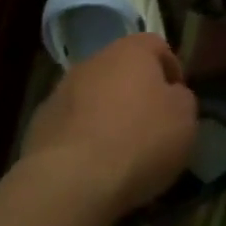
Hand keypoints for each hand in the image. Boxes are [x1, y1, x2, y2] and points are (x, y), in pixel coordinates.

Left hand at [20, 34, 198, 218]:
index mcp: (131, 51)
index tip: (178, 101)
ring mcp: (62, 90)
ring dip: (107, 113)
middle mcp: (94, 61)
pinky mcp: (40, 122)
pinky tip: (93, 165)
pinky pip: (72, 123)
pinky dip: (84, 136)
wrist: (72, 179)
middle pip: (121, 69)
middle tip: (150, 125)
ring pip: (94, 95)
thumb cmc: (140, 140)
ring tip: (121, 150)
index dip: (171, 70)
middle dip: (136, 92)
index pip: (157, 45)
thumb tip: (171, 95)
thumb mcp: (185, 119)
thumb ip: (181, 98)